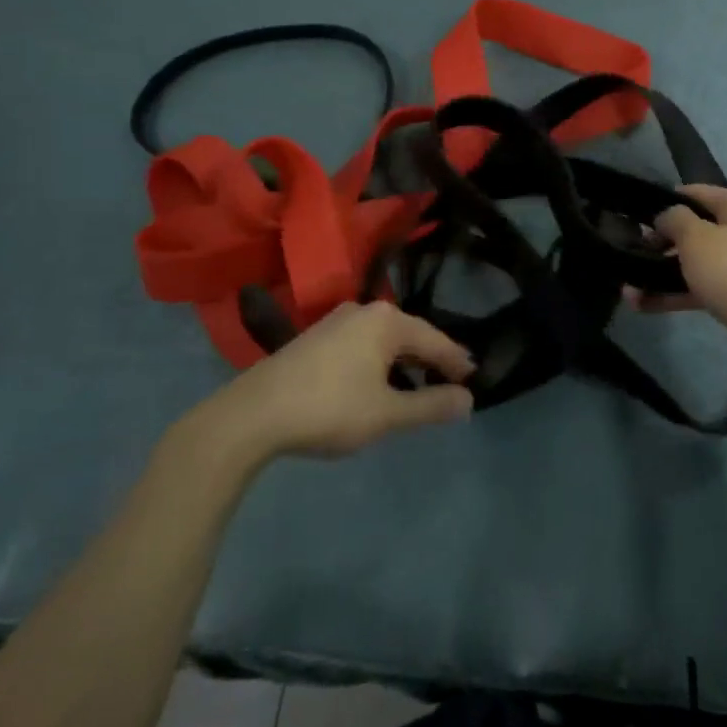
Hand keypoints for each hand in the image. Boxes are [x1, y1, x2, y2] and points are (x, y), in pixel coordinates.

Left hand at [189, 301, 475, 464]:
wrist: (252, 415)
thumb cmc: (329, 409)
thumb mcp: (387, 413)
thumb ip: (431, 405)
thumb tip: (467, 400)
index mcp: (387, 321)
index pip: (435, 340)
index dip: (456, 363)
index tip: (474, 381)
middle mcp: (363, 311)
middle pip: (409, 335)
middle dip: (430, 360)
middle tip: (450, 383)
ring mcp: (336, 321)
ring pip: (383, 340)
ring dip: (403, 363)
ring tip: (416, 388)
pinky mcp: (315, 337)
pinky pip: (362, 345)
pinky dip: (378, 363)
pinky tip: (376, 385)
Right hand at [631, 184, 726, 366]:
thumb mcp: (697, 239)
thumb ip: (674, 219)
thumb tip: (666, 216)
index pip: (696, 192)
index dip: (665, 200)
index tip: (637, 216)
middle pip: (695, 229)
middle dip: (660, 242)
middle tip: (632, 252)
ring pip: (696, 263)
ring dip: (662, 274)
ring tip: (628, 289)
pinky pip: (702, 288)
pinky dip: (676, 294)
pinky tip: (644, 305)